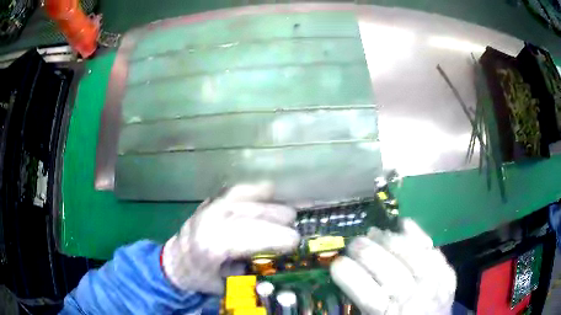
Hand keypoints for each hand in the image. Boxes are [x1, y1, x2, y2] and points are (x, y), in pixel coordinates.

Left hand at [161, 183, 299, 293]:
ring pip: (244, 199)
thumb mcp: (225, 284)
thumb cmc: (199, 276)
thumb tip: (275, 263)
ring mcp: (208, 208)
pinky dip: (253, 190)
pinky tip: (268, 190)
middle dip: (275, 220)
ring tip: (288, 211)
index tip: (294, 242)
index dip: (272, 238)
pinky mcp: (210, 202)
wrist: (174, 262)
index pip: (245, 237)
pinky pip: (234, 191)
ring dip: (269, 205)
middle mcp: (209, 222)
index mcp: (210, 246)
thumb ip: (248, 274)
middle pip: (248, 215)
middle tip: (294, 230)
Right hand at [330, 219, 455, 314]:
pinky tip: (404, 223)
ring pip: (412, 255)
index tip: (336, 263)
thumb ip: (362, 302)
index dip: (349, 276)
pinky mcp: (447, 273)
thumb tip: (348, 274)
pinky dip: (418, 235)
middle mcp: (415, 298)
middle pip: (390, 270)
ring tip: (374, 232)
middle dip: (367, 253)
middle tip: (353, 243)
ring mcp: (436, 283)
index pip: (367, 295)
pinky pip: (433, 251)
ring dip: (390, 240)